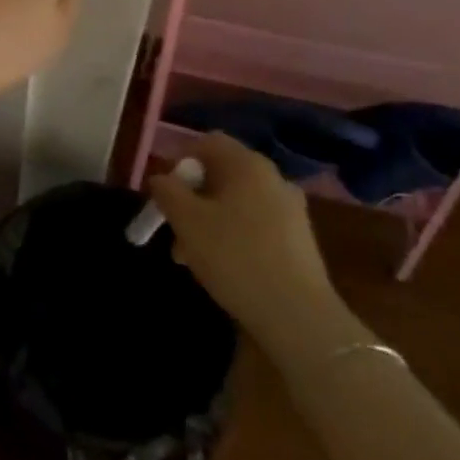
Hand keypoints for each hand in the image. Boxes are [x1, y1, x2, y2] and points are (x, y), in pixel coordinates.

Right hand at [148, 131, 350, 366]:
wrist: (298, 316)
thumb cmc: (235, 257)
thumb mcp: (187, 221)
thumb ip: (167, 191)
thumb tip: (161, 178)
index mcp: (248, 165)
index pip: (207, 142)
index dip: (179, 161)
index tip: (165, 193)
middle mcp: (273, 178)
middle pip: (221, 174)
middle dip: (191, 198)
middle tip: (173, 229)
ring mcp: (290, 209)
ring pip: (236, 203)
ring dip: (208, 220)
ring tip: (190, 257)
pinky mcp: (298, 239)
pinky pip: (254, 224)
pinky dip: (232, 236)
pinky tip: (221, 267)